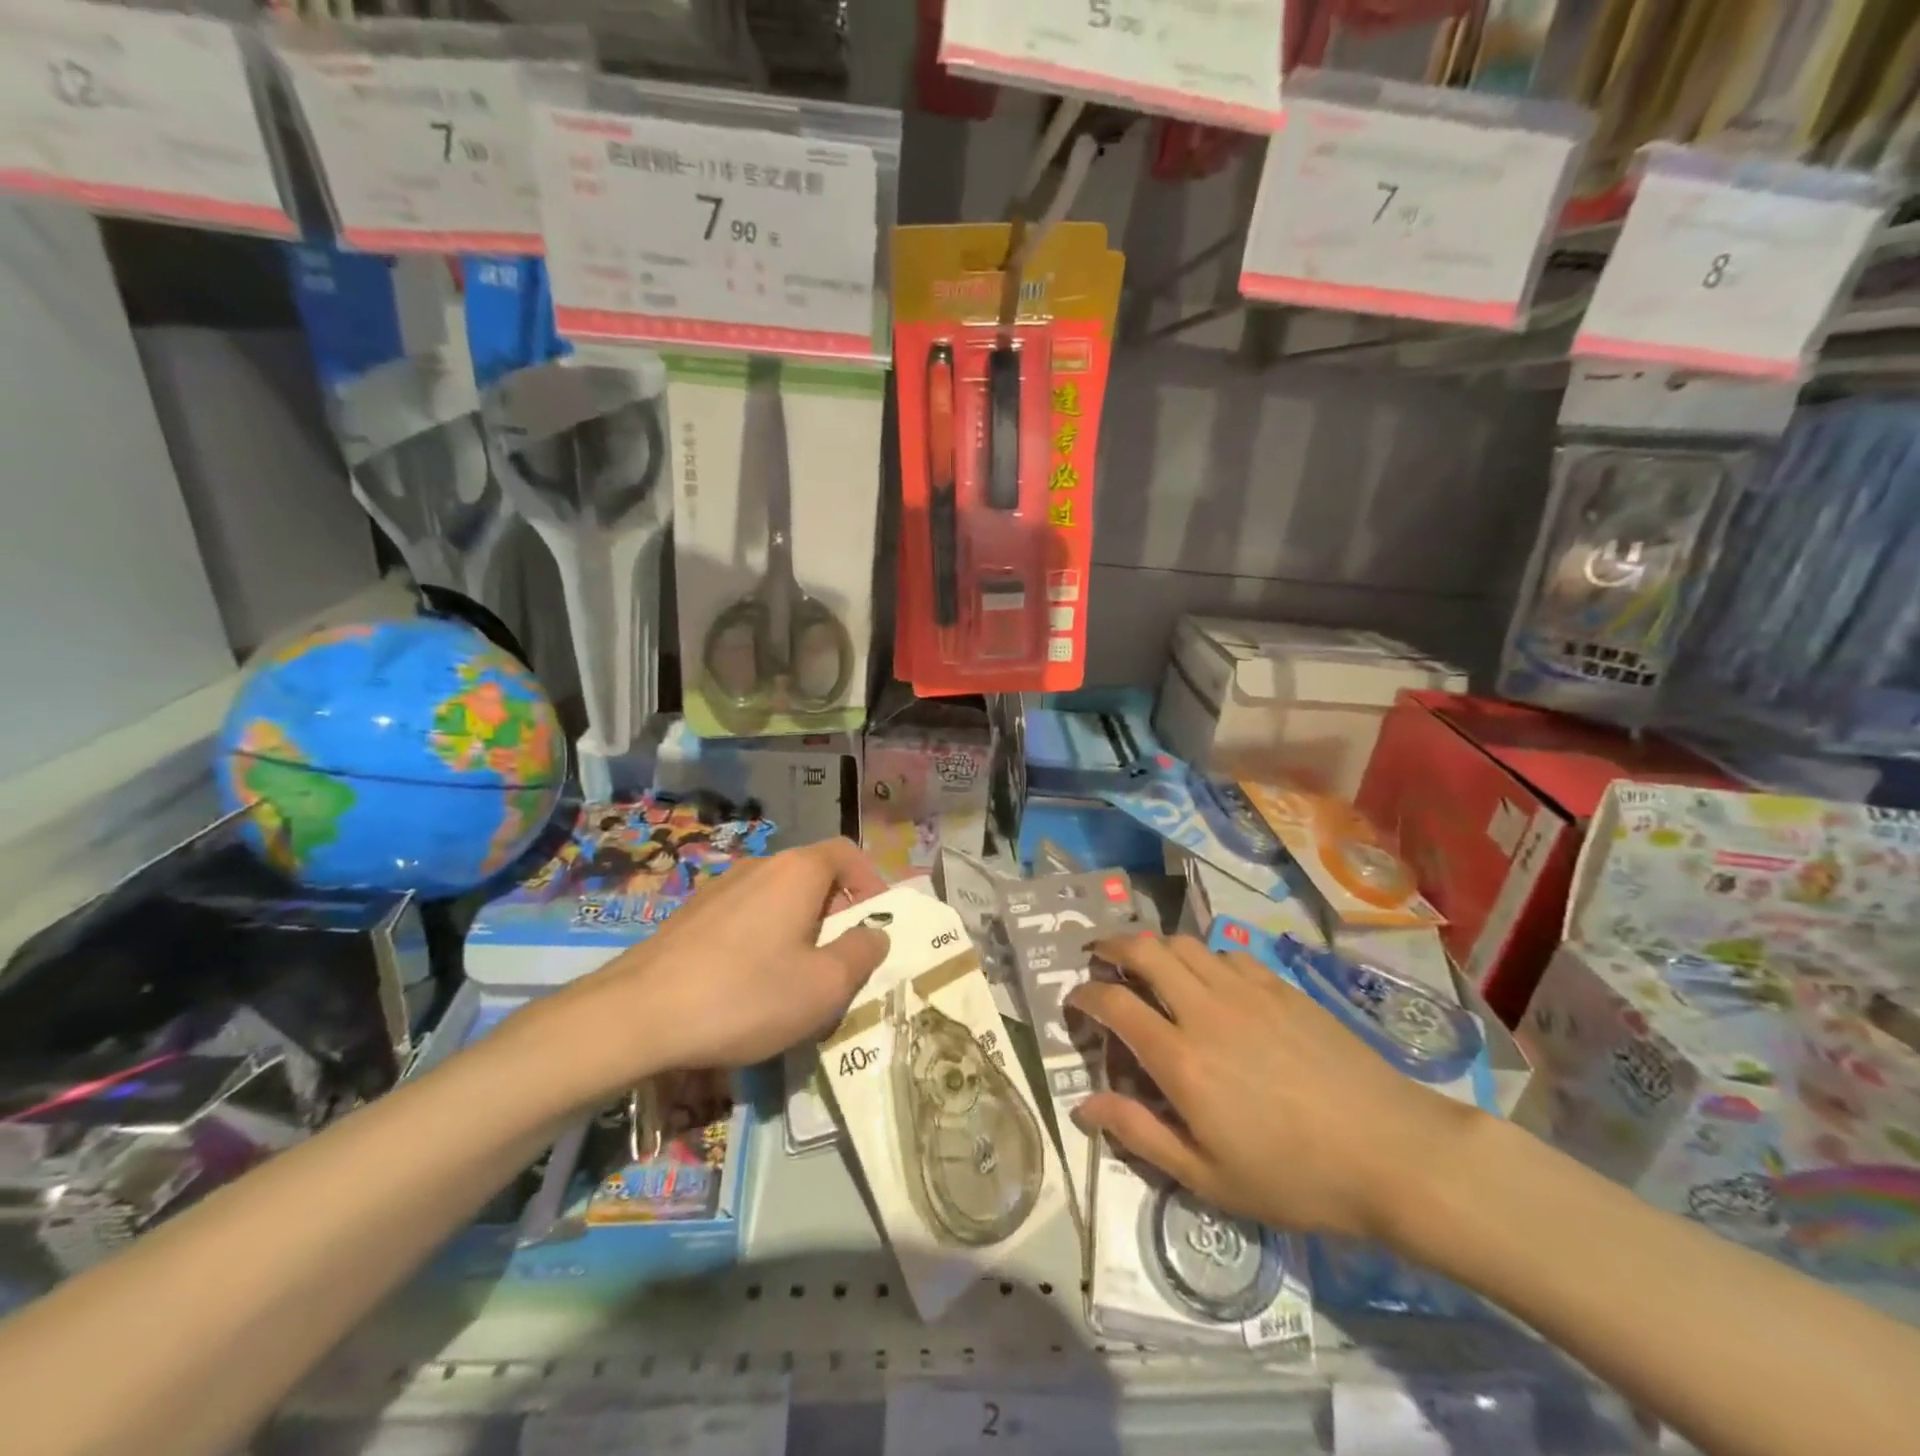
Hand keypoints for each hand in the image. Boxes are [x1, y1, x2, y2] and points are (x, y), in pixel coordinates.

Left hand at [514, 839, 890, 1106]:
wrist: (635, 1016)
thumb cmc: (745, 996)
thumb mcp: (824, 986)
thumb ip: (862, 953)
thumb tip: (876, 933)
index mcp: (797, 871)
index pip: (847, 852)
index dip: (871, 883)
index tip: (875, 926)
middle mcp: (759, 866)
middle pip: (813, 876)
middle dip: (837, 913)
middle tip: (840, 962)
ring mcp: (719, 888)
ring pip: (778, 898)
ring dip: (800, 929)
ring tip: (796, 979)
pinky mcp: (691, 915)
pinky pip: (746, 916)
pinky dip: (763, 939)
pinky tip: (749, 986)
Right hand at [1067, 933, 1480, 1239]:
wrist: (1392, 1153)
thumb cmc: (1295, 1178)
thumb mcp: (1208, 1177)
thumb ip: (1139, 1134)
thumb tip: (1082, 1105)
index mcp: (1181, 1059)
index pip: (1113, 1003)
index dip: (1084, 995)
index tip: (1074, 1001)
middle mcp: (1205, 1010)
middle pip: (1143, 950)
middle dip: (1110, 946)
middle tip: (1098, 958)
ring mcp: (1246, 991)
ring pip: (1183, 943)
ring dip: (1155, 947)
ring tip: (1148, 965)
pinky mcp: (1280, 986)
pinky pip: (1225, 953)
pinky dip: (1202, 958)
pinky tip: (1209, 982)